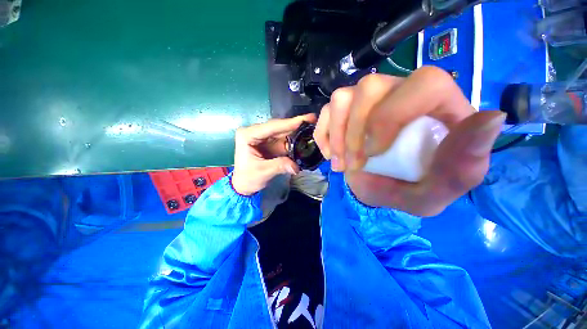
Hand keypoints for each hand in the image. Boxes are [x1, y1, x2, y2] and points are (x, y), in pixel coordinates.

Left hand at [232, 114, 316, 194]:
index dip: (289, 123)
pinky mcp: (269, 143)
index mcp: (248, 135)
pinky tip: (304, 136)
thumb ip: (280, 166)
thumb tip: (297, 166)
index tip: (305, 119)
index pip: (271, 127)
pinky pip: (283, 139)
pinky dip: (293, 139)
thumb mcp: (263, 172)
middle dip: (295, 124)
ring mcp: (262, 137)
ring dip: (296, 131)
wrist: (243, 185)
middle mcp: (255, 132)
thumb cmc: (248, 178)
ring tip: (311, 126)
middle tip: (312, 119)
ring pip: (282, 131)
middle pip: (278, 127)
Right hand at [313, 67, 505, 215]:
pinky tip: (330, 153)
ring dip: (337, 136)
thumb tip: (492, 119)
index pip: (424, 84)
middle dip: (355, 133)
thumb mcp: (438, 191)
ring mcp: (368, 99)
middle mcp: (400, 92)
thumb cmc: (410, 189)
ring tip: (341, 163)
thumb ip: (463, 166)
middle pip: (369, 87)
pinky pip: (326, 111)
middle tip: (354, 165)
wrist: (379, 188)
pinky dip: (323, 134)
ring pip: (342, 98)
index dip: (391, 116)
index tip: (374, 152)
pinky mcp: (345, 110)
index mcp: (438, 107)